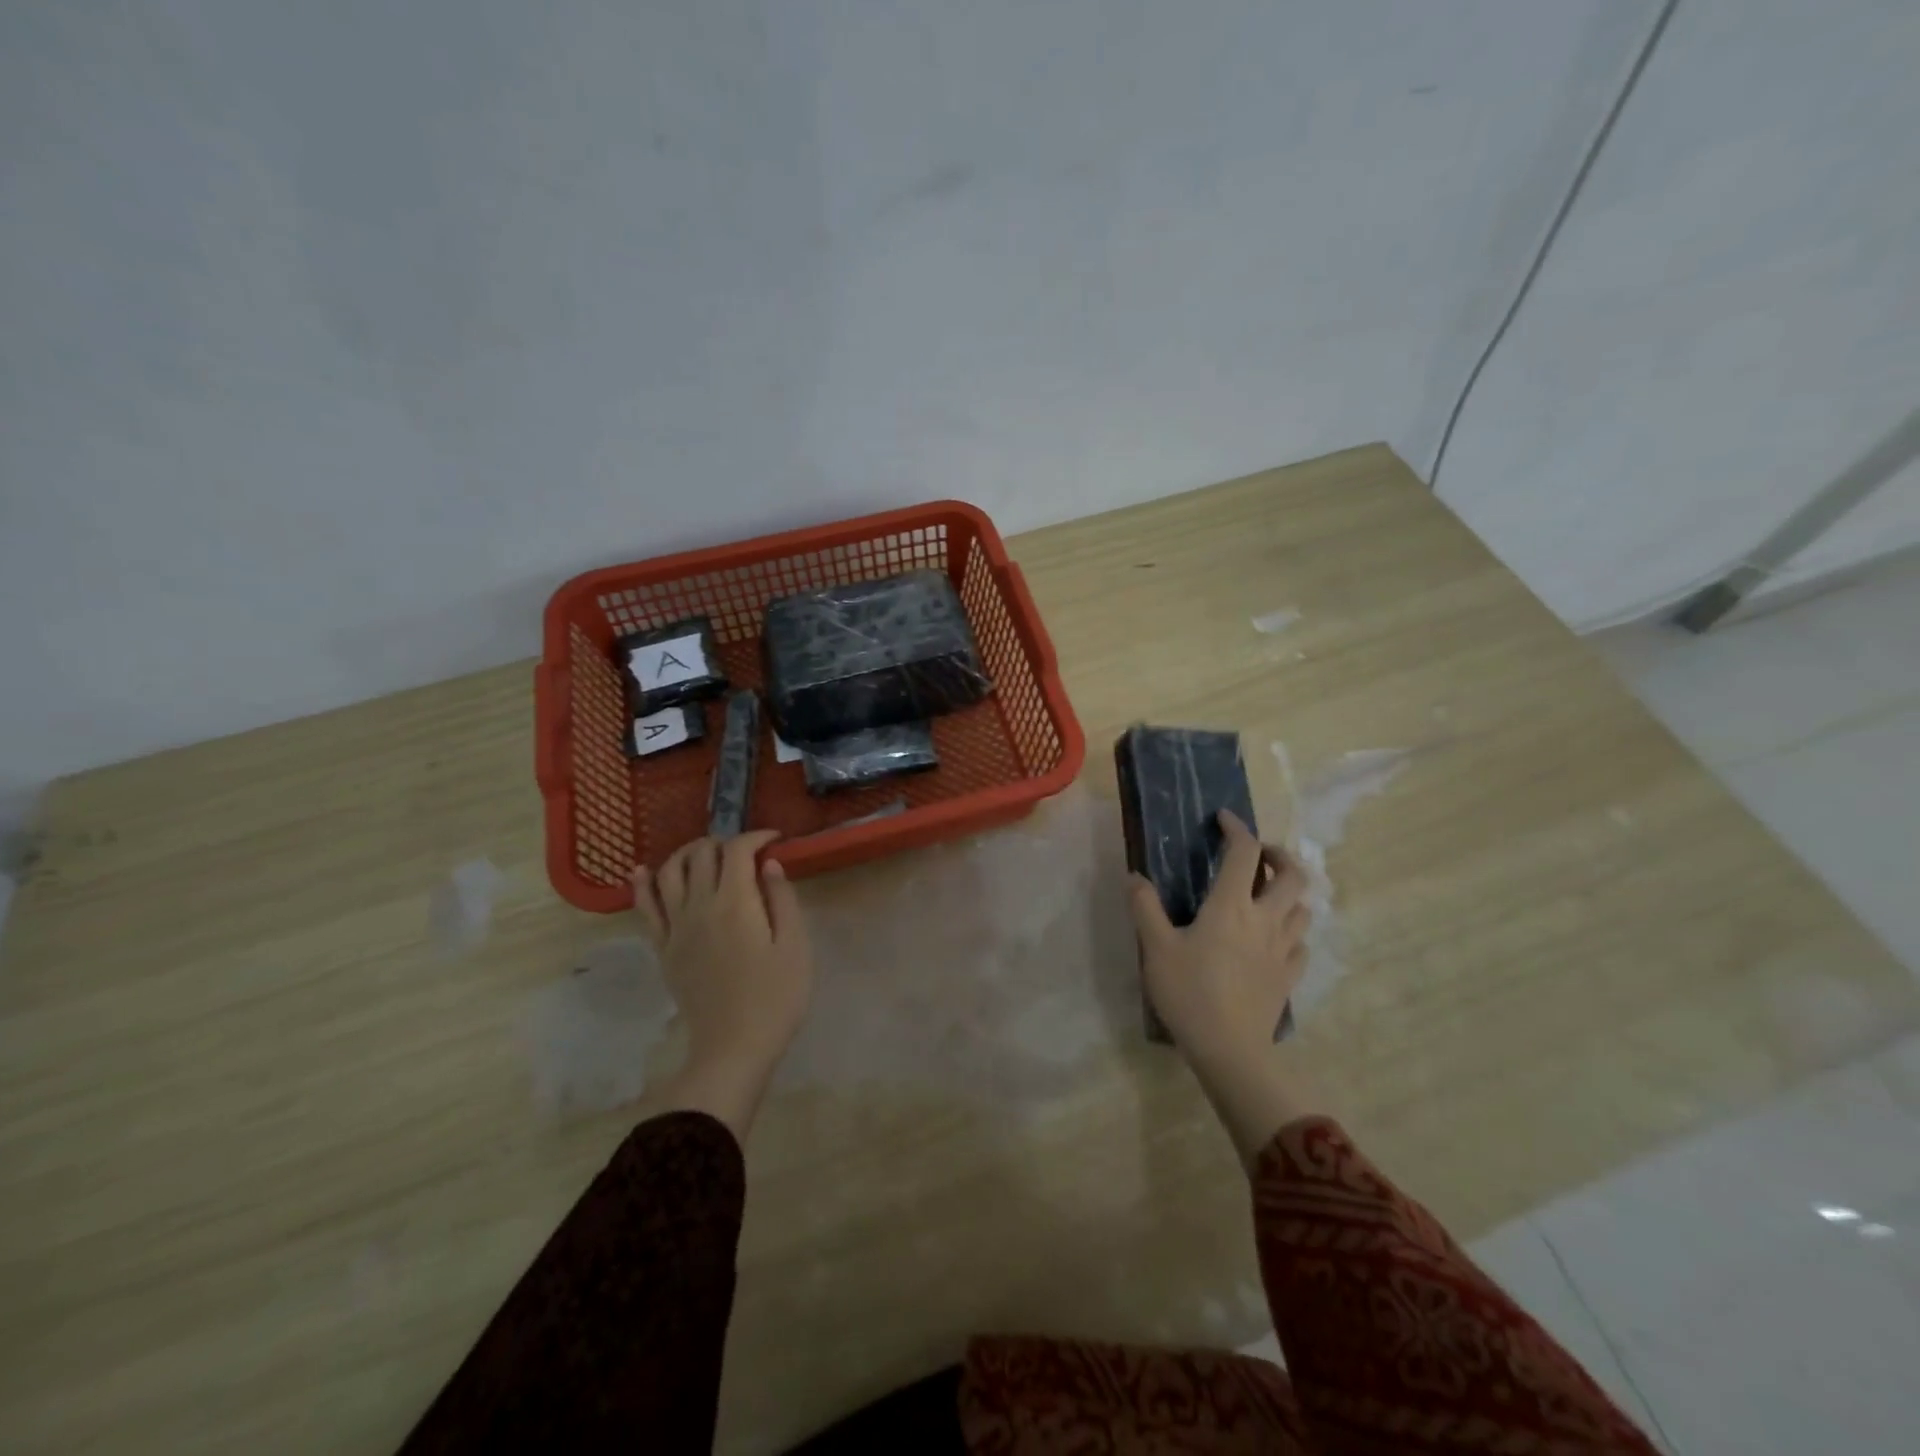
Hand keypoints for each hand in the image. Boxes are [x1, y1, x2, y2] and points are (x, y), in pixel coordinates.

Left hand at [633, 830, 812, 1139]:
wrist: (733, 1048)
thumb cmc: (775, 996)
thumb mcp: (795, 945)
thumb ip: (782, 898)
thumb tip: (769, 864)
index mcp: (735, 902)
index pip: (737, 850)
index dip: (756, 837)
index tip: (775, 840)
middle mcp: (699, 905)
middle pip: (701, 854)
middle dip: (724, 842)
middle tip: (747, 851)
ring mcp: (675, 927)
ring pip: (669, 872)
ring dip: (687, 853)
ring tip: (706, 854)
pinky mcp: (663, 949)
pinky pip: (645, 908)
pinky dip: (642, 884)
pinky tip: (642, 871)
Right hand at [1129, 810, 1309, 1079]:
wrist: (1229, 1050)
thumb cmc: (1190, 992)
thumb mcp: (1155, 947)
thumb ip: (1145, 907)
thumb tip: (1135, 876)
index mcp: (1231, 906)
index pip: (1244, 853)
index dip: (1236, 828)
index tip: (1223, 819)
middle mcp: (1264, 920)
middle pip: (1292, 875)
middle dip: (1279, 855)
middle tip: (1258, 856)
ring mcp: (1282, 949)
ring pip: (1303, 908)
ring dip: (1289, 892)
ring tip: (1268, 894)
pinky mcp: (1288, 976)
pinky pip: (1301, 943)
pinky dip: (1292, 930)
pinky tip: (1276, 937)